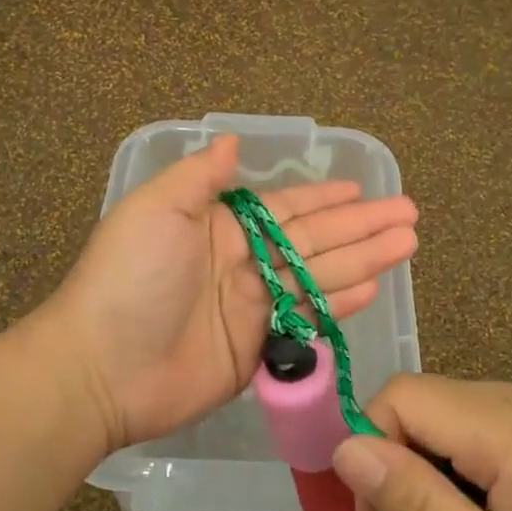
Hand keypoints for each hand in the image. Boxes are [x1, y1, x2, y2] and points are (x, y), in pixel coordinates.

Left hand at [44, 135, 418, 453]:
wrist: (102, 369)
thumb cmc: (129, 279)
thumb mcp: (156, 210)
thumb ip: (199, 177)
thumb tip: (232, 141)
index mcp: (220, 227)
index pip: (286, 208)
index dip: (326, 198)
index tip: (363, 189)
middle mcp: (242, 263)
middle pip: (314, 239)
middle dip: (361, 226)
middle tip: (409, 215)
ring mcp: (252, 308)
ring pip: (320, 276)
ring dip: (363, 260)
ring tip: (406, 244)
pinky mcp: (258, 350)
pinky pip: (307, 320)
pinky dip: (338, 305)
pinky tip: (371, 289)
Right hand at [331, 375, 511, 510]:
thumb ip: (417, 505)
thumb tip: (346, 448)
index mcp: (510, 427)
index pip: (402, 396)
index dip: (372, 445)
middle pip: (423, 400)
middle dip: (399, 457)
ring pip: (448, 410)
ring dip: (429, 460)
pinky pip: (481, 420)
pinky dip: (461, 458)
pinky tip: (489, 510)